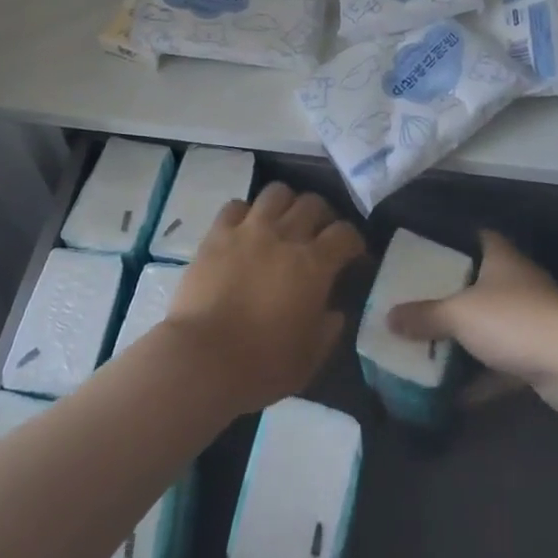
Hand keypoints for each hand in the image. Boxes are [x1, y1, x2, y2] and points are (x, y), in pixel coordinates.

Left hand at [162, 182, 367, 416]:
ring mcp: (248, 229)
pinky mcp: (217, 233)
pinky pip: (236, 205)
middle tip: (319, 234)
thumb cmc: (262, 364)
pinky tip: (246, 228)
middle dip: (323, 215)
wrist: (203, 358)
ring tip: (284, 221)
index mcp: (314, 265)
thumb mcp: (310, 358)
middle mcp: (285, 236)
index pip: (345, 233)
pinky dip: (246, 212)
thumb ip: (328, 329)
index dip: (354, 241)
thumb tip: (335, 311)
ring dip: (286, 203)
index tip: (353, 254)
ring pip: (276, 192)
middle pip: (313, 203)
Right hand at [388, 232, 557, 414]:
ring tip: (430, 348)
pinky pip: (502, 366)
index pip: (479, 238)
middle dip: (454, 296)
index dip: (457, 241)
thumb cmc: (513, 320)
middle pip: (481, 284)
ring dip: (467, 341)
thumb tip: (387, 318)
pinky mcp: (539, 359)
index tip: (431, 252)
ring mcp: (532, 322)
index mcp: (501, 260)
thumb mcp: (458, 314)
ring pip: (492, 327)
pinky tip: (453, 395)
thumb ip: (424, 316)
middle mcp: (518, 284)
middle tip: (420, 304)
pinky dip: (481, 379)